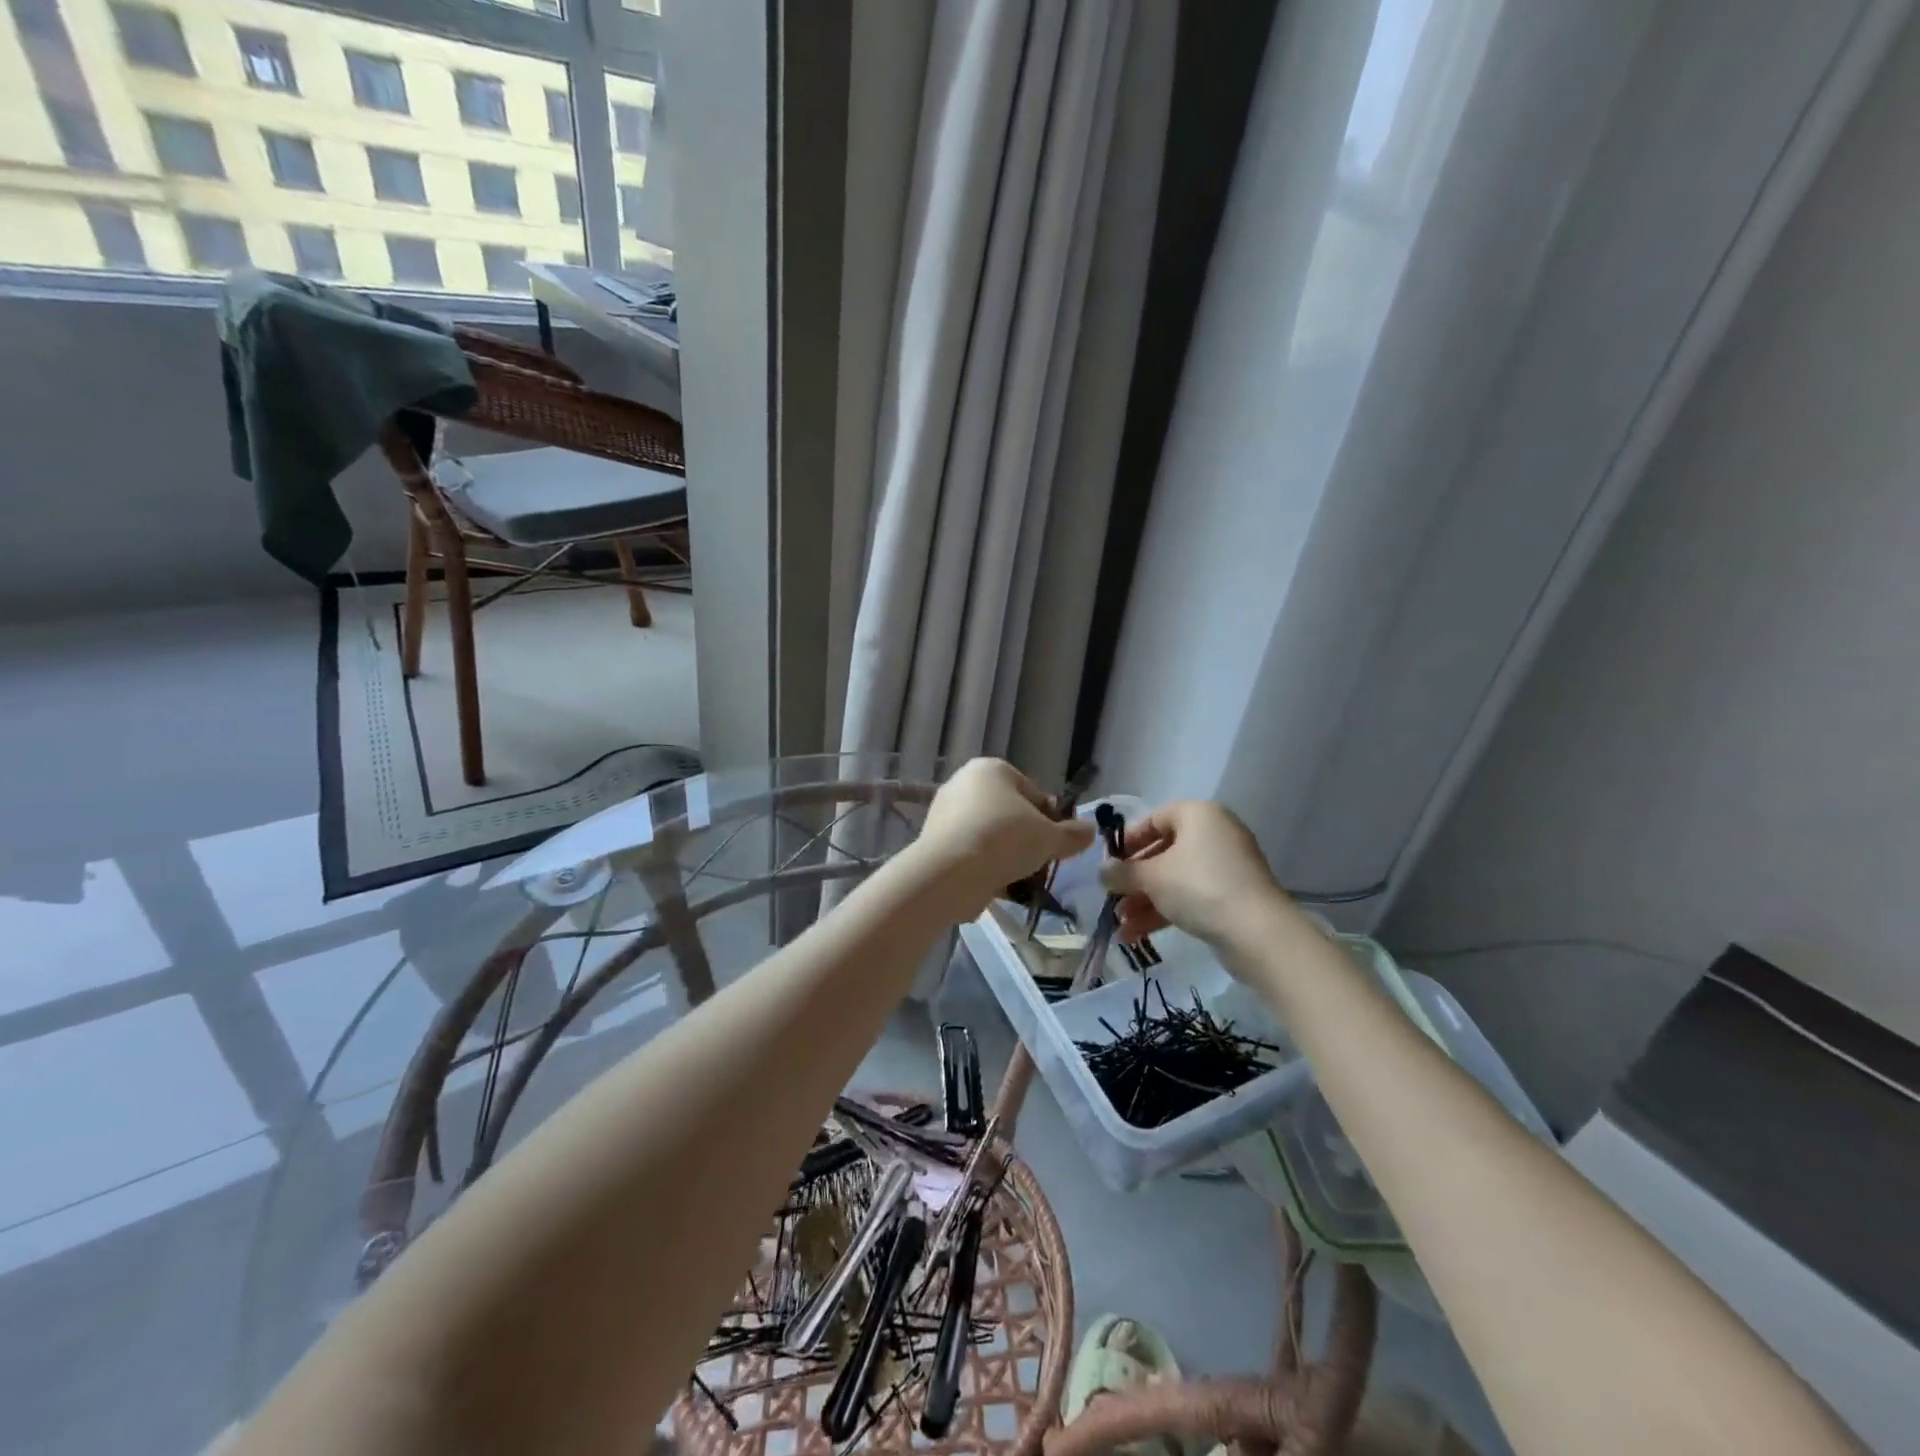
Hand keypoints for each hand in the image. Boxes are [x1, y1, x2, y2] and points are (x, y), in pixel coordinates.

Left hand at [913, 759, 1094, 917]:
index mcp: (991, 769)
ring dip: (1008, 857)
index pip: (1032, 792)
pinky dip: (985, 867)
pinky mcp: (934, 842)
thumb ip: (1073, 834)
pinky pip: (970, 853)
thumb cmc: (1004, 839)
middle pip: (1009, 814)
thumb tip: (1089, 831)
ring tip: (1023, 881)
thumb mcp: (1050, 837)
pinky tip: (999, 887)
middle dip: (1027, 840)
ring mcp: (945, 813)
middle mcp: (963, 783)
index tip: (1057, 843)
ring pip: (990, 836)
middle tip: (1041, 863)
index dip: (1050, 819)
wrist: (950, 872)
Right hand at [1099, 801, 1290, 948]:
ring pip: (1175, 879)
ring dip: (1145, 901)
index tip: (1109, 863)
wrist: (1258, 932)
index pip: (1155, 819)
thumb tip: (1102, 872)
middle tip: (1112, 898)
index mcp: (1198, 815)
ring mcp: (1227, 867)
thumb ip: (1122, 872)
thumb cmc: (1199, 887)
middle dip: (1135, 880)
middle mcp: (1215, 834)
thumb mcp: (1152, 877)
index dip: (1128, 841)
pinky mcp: (1233, 896)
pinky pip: (1191, 896)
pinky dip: (1166, 911)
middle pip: (1164, 852)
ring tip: (1121, 926)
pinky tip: (1138, 935)